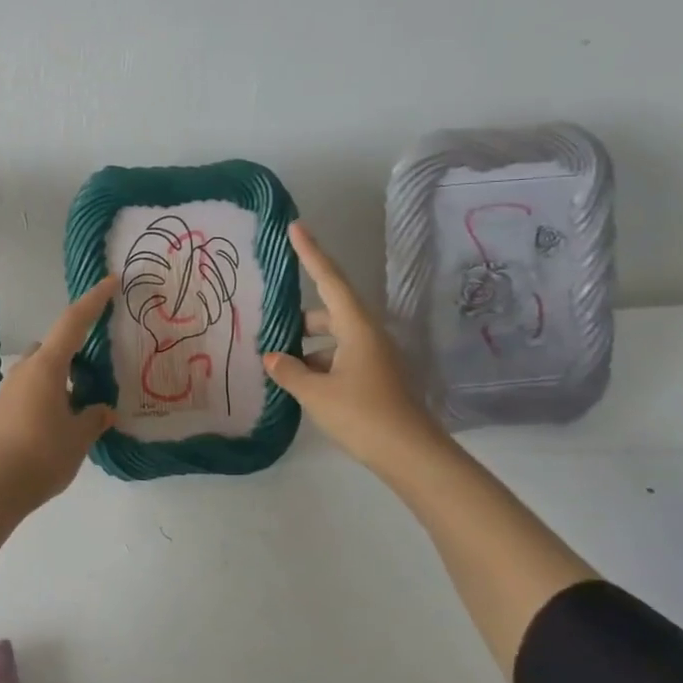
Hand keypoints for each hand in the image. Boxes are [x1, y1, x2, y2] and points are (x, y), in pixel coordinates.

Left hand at [0, 276, 119, 510]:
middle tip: (102, 370)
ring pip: (44, 368)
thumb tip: (101, 409)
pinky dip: (52, 392)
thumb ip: (94, 418)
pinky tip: (64, 420)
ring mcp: (11, 388)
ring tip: (86, 402)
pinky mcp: (4, 408)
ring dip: (64, 376)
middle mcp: (26, 369)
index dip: (94, 300)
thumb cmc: (41, 456)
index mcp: (47, 366)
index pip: (73, 322)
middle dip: (79, 350)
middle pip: (56, 346)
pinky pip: (34, 387)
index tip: (111, 281)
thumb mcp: (78, 437)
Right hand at [263, 222, 443, 469]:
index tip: (296, 227)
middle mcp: (368, 335)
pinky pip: (340, 358)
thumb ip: (289, 371)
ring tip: (278, 362)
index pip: (330, 280)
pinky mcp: (375, 379)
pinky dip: (319, 363)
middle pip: (330, 311)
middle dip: (301, 317)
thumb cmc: (363, 416)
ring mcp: (374, 358)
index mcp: (357, 328)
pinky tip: (299, 382)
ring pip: (334, 339)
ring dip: (307, 346)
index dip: (311, 253)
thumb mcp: (316, 393)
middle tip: (271, 324)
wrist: (412, 456)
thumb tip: (272, 357)